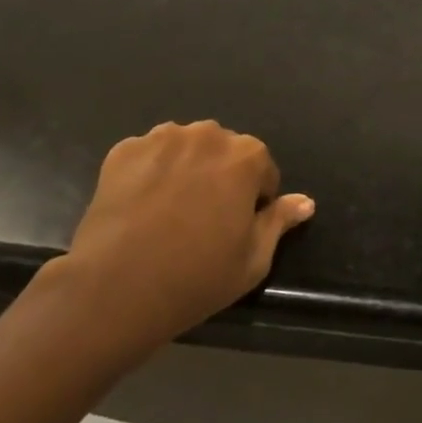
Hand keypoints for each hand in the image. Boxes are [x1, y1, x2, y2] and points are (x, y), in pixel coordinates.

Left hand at [56, 121, 314, 356]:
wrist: (115, 287)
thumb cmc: (196, 277)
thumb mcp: (253, 259)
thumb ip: (280, 221)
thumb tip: (305, 201)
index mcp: (246, 156)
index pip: (263, 170)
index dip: (254, 200)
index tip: (236, 228)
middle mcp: (207, 134)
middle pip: (223, 152)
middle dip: (220, 176)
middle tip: (202, 220)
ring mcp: (161, 138)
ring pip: (185, 148)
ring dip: (185, 169)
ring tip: (168, 211)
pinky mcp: (124, 149)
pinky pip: (148, 155)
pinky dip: (149, 172)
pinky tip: (140, 206)